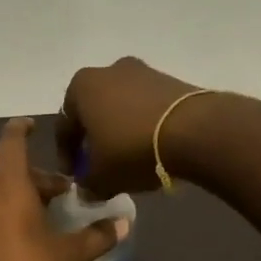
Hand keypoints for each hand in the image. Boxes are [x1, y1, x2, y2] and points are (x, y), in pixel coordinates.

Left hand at [0, 118, 128, 260]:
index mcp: (7, 187)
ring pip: (1, 196)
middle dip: (40, 182)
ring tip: (53, 222)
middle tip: (67, 197)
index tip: (32, 124)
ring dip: (25, 201)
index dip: (22, 129)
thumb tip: (123, 223)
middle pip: (12, 174)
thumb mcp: (70, 256)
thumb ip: (97, 235)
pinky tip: (31, 242)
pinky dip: (10, 218)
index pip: (12, 143)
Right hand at [57, 56, 211, 198]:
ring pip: (121, 108)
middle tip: (100, 166)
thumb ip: (88, 185)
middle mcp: (108, 71)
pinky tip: (151, 148)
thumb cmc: (132, 149)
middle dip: (94, 140)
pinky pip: (146, 107)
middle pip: (93, 112)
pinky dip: (143, 126)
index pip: (65, 127)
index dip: (67, 156)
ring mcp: (143, 71)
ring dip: (119, 132)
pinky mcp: (171, 80)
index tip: (75, 177)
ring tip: (128, 159)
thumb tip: (87, 190)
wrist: (195, 130)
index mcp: (81, 87)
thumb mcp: (102, 177)